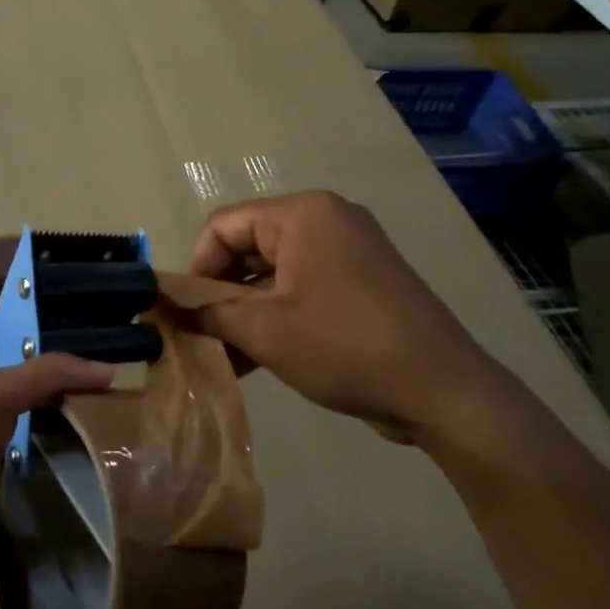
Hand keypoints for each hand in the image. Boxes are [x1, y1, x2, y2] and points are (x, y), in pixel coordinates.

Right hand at [186, 190, 507, 442]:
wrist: (446, 394)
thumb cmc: (345, 347)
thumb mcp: (263, 331)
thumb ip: (206, 311)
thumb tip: (163, 302)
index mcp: (302, 214)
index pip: (223, 226)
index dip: (197, 268)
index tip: (189, 315)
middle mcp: (326, 220)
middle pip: (248, 248)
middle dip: (221, 295)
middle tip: (204, 338)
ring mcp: (348, 251)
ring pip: (273, 273)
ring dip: (246, 312)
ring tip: (226, 357)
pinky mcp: (362, 283)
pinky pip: (303, 288)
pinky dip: (277, 317)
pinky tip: (256, 359)